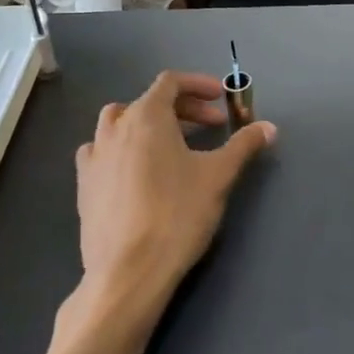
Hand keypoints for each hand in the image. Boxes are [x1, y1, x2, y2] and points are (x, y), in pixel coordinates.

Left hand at [73, 71, 274, 329]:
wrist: (128, 272)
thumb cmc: (177, 214)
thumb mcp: (219, 176)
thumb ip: (244, 145)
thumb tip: (270, 127)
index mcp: (146, 116)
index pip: (170, 82)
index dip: (198, 85)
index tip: (221, 99)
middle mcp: (115, 128)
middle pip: (148, 102)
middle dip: (183, 108)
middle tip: (212, 127)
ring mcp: (94, 157)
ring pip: (120, 124)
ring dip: (149, 125)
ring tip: (173, 146)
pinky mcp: (84, 186)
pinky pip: (103, 153)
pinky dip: (124, 150)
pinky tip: (139, 173)